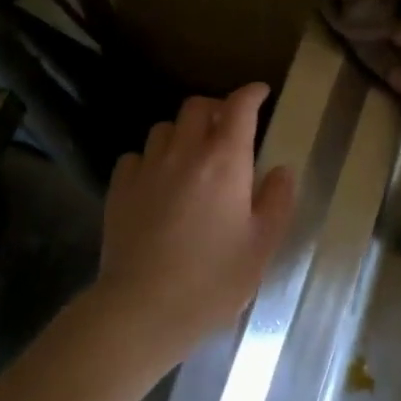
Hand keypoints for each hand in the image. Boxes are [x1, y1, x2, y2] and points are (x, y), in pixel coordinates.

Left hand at [93, 83, 296, 359]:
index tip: (260, 93)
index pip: (238, 107)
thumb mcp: (262, 245)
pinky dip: (152, 159)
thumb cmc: (214, 280)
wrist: (144, 308)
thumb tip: (280, 171)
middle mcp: (184, 152)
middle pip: (197, 107)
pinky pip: (137, 156)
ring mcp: (147, 168)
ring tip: (192, 155)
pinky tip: (157, 181)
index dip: (251, 94)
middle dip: (216, 108)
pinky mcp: (119, 188)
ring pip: (164, 128)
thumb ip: (276, 202)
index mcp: (225, 161)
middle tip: (228, 128)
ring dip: (183, 132)